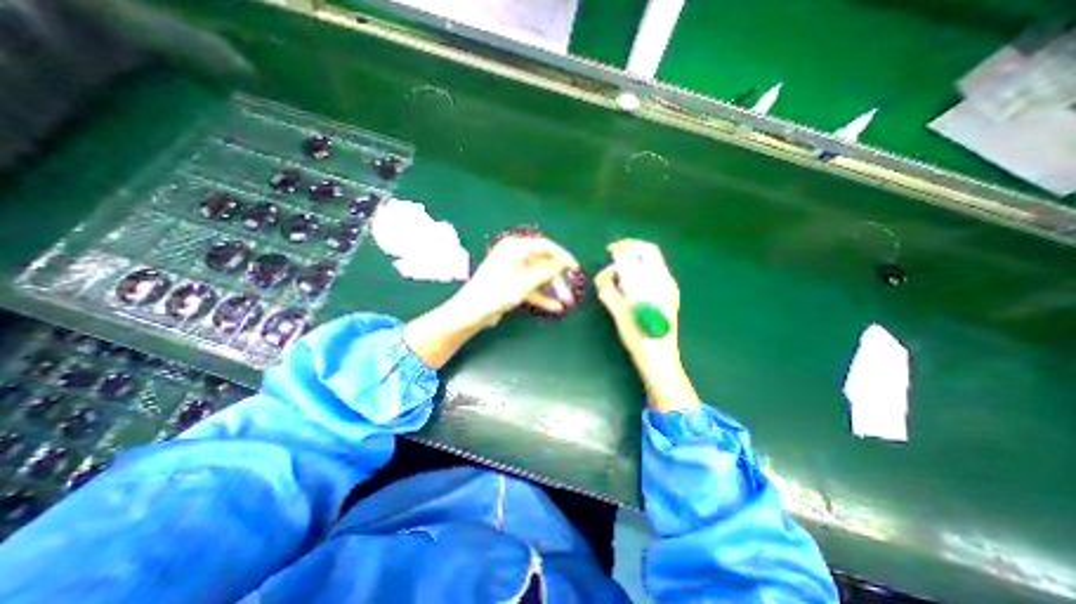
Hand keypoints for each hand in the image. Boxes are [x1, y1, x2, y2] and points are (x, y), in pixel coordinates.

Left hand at [403, 235, 574, 367]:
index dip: (562, 256)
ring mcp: (513, 271)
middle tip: (572, 286)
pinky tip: (555, 307)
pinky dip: (542, 296)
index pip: (545, 246)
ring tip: (567, 300)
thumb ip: (546, 272)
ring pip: (538, 276)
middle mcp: (514, 255)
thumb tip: (563, 265)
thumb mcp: (524, 282)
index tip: (575, 267)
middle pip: (543, 262)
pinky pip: (531, 287)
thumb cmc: (496, 293)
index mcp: (515, 247)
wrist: (471, 312)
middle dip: (558, 276)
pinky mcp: (511, 285)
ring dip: (552, 288)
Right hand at [592, 241, 701, 413]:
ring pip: (643, 269)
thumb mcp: (621, 314)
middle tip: (608, 270)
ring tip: (612, 285)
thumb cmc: (642, 339)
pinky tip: (621, 293)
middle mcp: (666, 283)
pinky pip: (643, 281)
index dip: (627, 245)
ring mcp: (664, 292)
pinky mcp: (659, 300)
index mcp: (662, 283)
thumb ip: (609, 292)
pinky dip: (630, 281)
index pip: (647, 250)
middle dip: (624, 258)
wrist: (658, 362)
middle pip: (645, 257)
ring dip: (626, 271)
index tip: (610, 251)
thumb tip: (603, 277)